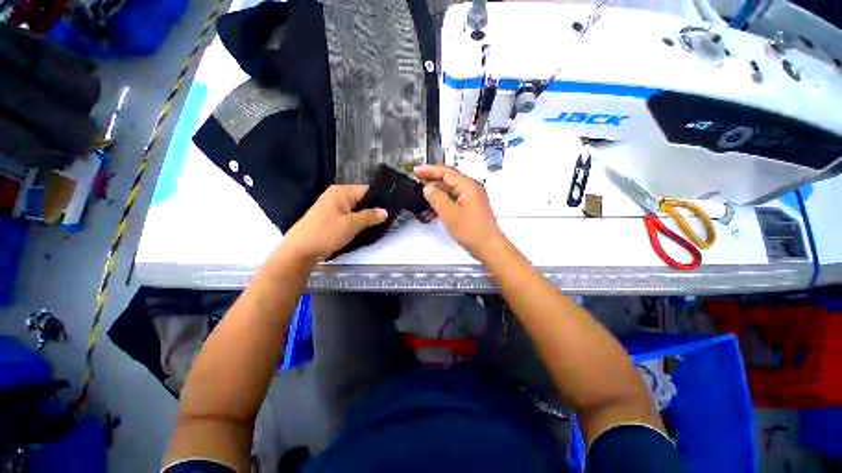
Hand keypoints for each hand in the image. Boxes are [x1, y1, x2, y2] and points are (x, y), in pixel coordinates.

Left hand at [282, 185, 387, 261]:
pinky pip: (350, 216)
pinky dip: (358, 222)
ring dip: (367, 217)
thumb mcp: (352, 224)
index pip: (367, 190)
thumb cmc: (326, 233)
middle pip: (362, 199)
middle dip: (374, 209)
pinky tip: (367, 229)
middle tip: (389, 219)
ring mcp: (333, 207)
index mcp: (341, 191)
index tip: (393, 209)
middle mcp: (337, 196)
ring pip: (356, 209)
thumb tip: (385, 212)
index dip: (380, 199)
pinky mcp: (331, 218)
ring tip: (381, 225)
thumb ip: (370, 216)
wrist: (300, 250)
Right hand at [414, 164, 505, 258]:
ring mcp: (470, 199)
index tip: (415, 170)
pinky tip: (431, 213)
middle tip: (416, 183)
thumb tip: (428, 187)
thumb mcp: (449, 213)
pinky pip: (452, 201)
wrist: (488, 247)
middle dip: (431, 182)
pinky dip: (442, 205)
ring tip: (421, 202)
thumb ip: (437, 198)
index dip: (429, 170)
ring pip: (449, 192)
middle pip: (448, 180)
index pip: (446, 172)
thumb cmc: (471, 230)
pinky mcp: (469, 208)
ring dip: (435, 196)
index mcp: (468, 185)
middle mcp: (470, 189)